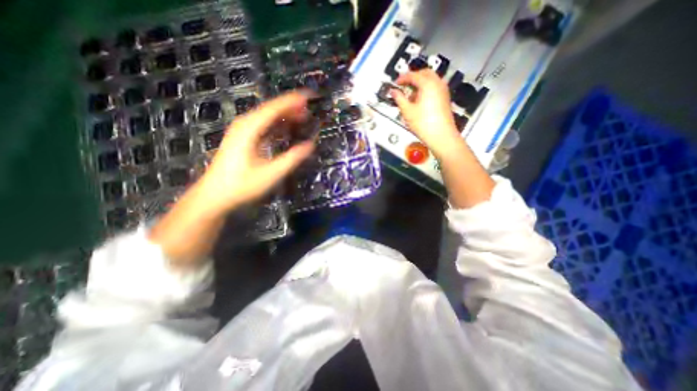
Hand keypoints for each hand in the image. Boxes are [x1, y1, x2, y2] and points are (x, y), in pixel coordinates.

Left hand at [197, 90, 314, 214]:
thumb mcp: (271, 173)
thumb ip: (292, 158)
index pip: (274, 107)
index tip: (309, 96)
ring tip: (302, 117)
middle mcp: (245, 125)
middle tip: (309, 109)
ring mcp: (242, 132)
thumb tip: (311, 144)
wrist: (215, 196)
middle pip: (270, 109)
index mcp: (250, 129)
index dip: (292, 100)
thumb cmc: (242, 185)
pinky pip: (262, 127)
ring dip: (284, 116)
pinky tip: (286, 129)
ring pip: (266, 118)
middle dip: (290, 107)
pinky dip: (276, 126)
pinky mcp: (243, 140)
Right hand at [391, 69, 461, 156]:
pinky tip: (419, 101)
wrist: (441, 136)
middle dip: (413, 77)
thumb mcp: (407, 111)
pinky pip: (435, 87)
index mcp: (428, 84)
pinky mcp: (445, 98)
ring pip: (431, 80)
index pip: (413, 75)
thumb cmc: (423, 124)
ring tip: (410, 95)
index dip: (403, 78)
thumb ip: (399, 99)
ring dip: (420, 83)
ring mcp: (443, 91)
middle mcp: (438, 83)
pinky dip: (426, 89)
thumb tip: (393, 91)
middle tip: (403, 85)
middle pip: (424, 73)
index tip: (396, 83)